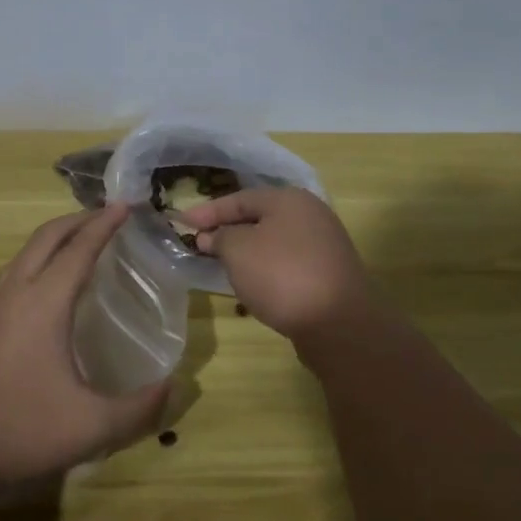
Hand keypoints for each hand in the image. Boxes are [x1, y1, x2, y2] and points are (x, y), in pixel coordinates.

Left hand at [0, 202, 173, 488]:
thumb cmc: (20, 430)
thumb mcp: (91, 426)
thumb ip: (139, 409)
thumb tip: (172, 387)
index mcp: (43, 304)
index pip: (79, 250)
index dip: (104, 225)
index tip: (124, 205)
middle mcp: (14, 295)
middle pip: (46, 239)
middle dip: (77, 220)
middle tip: (105, 215)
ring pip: (23, 255)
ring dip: (52, 240)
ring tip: (77, 243)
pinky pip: (10, 276)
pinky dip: (34, 263)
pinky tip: (43, 290)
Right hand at [180, 187, 375, 339]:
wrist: (338, 322)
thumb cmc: (282, 275)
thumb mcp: (238, 250)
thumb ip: (220, 237)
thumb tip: (213, 236)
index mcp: (289, 199)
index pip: (239, 198)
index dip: (208, 211)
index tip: (182, 222)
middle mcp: (310, 214)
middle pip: (259, 217)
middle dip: (228, 229)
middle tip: (200, 243)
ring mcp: (324, 244)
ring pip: (273, 240)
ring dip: (246, 249)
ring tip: (221, 262)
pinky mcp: (328, 272)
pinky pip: (287, 261)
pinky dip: (265, 266)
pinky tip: (253, 282)